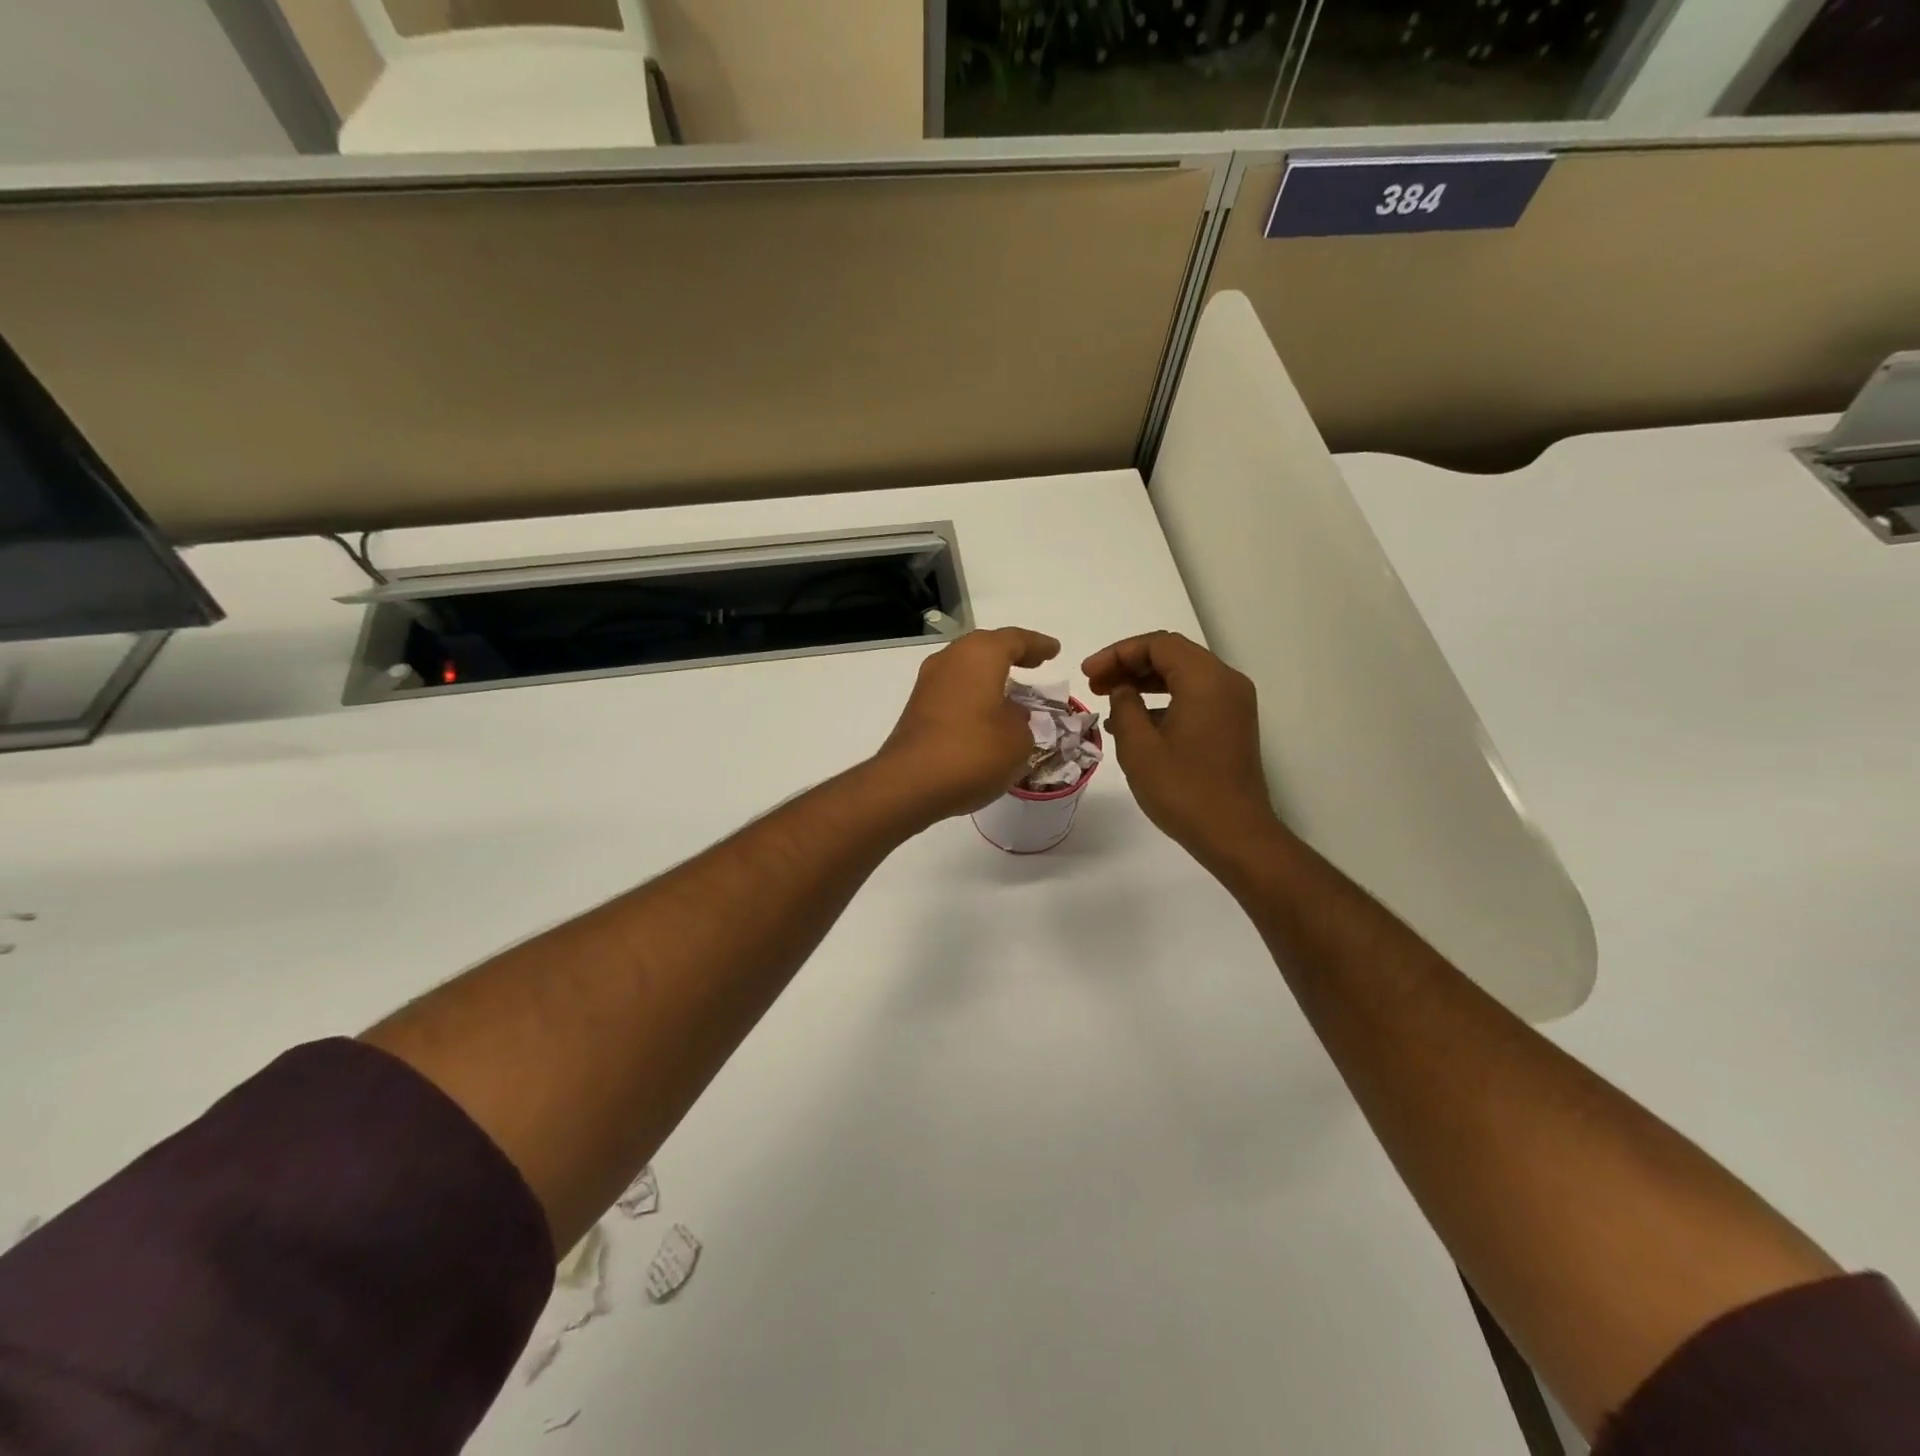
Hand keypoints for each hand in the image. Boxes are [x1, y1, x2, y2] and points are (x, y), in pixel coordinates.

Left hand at [876, 627, 1061, 823]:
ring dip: (990, 676)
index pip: (1015, 640)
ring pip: (966, 668)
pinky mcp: (917, 708)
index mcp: (980, 655)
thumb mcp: (1018, 739)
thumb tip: (1010, 715)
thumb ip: (1022, 721)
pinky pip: (954, 690)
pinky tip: (986, 714)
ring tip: (1013, 691)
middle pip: (985, 648)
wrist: (910, 783)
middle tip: (1034, 663)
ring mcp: (928, 683)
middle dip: (1011, 654)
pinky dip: (974, 695)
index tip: (1054, 651)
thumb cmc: (973, 751)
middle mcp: (950, 659)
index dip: (1038, 645)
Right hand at [1083, 631, 1281, 866]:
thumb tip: (1123, 690)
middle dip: (1129, 664)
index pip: (1157, 644)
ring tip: (1109, 699)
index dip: (1117, 653)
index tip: (1088, 673)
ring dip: (1145, 682)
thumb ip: (1125, 706)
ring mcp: (1234, 704)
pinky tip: (1135, 723)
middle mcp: (1226, 682)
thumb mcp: (1139, 747)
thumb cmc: (1183, 789)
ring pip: (1183, 675)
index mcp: (1205, 680)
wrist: (1235, 834)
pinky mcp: (1233, 724)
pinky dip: (1164, 700)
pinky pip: (1195, 696)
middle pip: (1172, 655)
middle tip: (1094, 683)